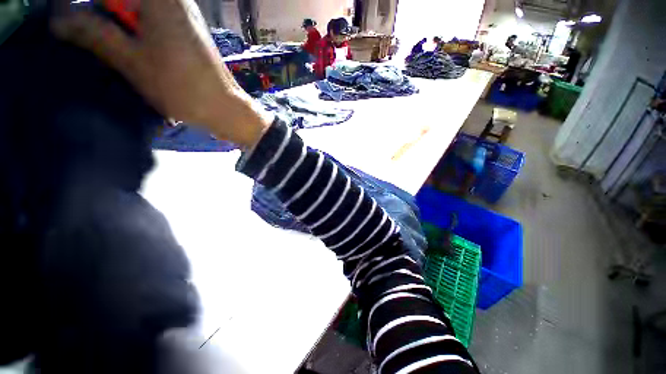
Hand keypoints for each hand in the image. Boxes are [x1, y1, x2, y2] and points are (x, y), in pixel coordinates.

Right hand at [50, 0, 272, 147]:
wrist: (225, 108)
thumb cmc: (182, 87)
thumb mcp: (130, 60)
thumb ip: (94, 33)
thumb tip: (58, 18)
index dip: (91, 5)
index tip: (78, 19)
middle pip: (125, 0)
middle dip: (102, 10)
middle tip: (85, 29)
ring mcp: (183, 13)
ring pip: (137, 6)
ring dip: (117, 20)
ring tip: (101, 36)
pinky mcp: (187, 29)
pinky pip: (152, 15)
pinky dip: (134, 23)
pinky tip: (125, 39)